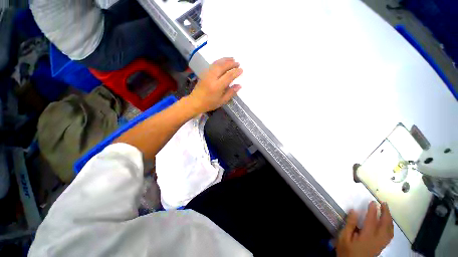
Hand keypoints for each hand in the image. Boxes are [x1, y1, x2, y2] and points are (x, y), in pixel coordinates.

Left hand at [188, 58, 242, 113]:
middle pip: (222, 67)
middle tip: (238, 63)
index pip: (228, 76)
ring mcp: (207, 74)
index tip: (241, 70)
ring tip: (232, 59)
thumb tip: (239, 85)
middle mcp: (212, 78)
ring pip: (217, 63)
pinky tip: (223, 62)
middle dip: (231, 64)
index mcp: (217, 86)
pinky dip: (219, 61)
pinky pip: (212, 65)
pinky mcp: (204, 73)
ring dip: (225, 60)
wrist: (195, 102)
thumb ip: (231, 93)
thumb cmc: (209, 103)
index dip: (236, 72)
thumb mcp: (222, 101)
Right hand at [336, 202, 393, 256]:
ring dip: (389, 219)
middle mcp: (377, 240)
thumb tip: (354, 211)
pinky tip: (388, 223)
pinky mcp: (381, 246)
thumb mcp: (344, 237)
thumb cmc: (346, 250)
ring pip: (390, 230)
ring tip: (387, 210)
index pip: (372, 221)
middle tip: (383, 203)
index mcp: (367, 237)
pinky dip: (390, 227)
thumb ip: (350, 224)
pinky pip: (390, 235)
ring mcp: (381, 244)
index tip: (372, 202)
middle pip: (385, 225)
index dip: (373, 211)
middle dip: (386, 213)